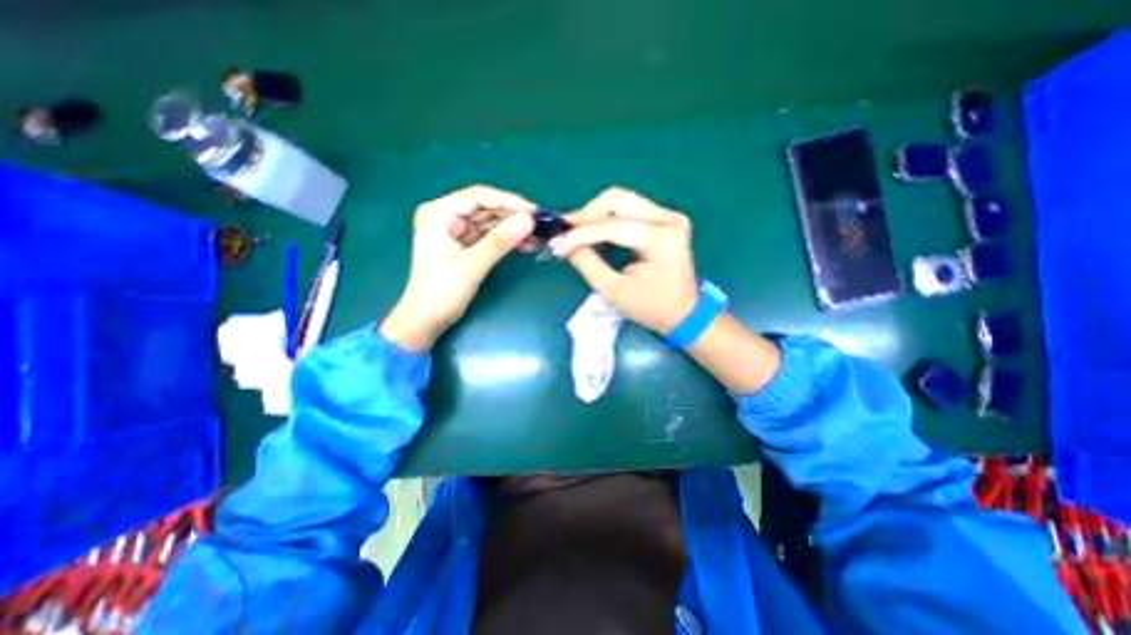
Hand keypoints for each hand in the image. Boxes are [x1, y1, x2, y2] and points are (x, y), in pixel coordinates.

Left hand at [383, 186, 535, 348]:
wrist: (427, 319)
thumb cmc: (442, 292)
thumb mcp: (472, 265)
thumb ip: (500, 242)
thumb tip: (529, 221)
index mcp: (438, 213)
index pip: (478, 197)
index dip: (508, 202)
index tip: (533, 212)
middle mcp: (445, 215)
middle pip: (485, 207)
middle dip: (512, 216)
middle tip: (539, 225)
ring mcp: (454, 229)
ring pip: (489, 221)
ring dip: (512, 228)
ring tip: (536, 236)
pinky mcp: (462, 243)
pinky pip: (488, 235)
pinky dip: (505, 239)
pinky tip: (524, 243)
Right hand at [551, 185, 697, 333]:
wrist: (684, 313)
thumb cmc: (651, 308)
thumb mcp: (614, 291)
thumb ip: (587, 264)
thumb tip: (563, 244)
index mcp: (662, 239)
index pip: (613, 227)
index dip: (580, 234)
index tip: (556, 243)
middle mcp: (668, 219)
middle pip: (618, 200)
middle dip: (587, 215)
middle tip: (565, 232)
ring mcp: (668, 216)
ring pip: (622, 200)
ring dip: (594, 214)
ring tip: (574, 231)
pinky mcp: (663, 219)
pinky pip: (628, 209)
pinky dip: (606, 217)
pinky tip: (592, 230)